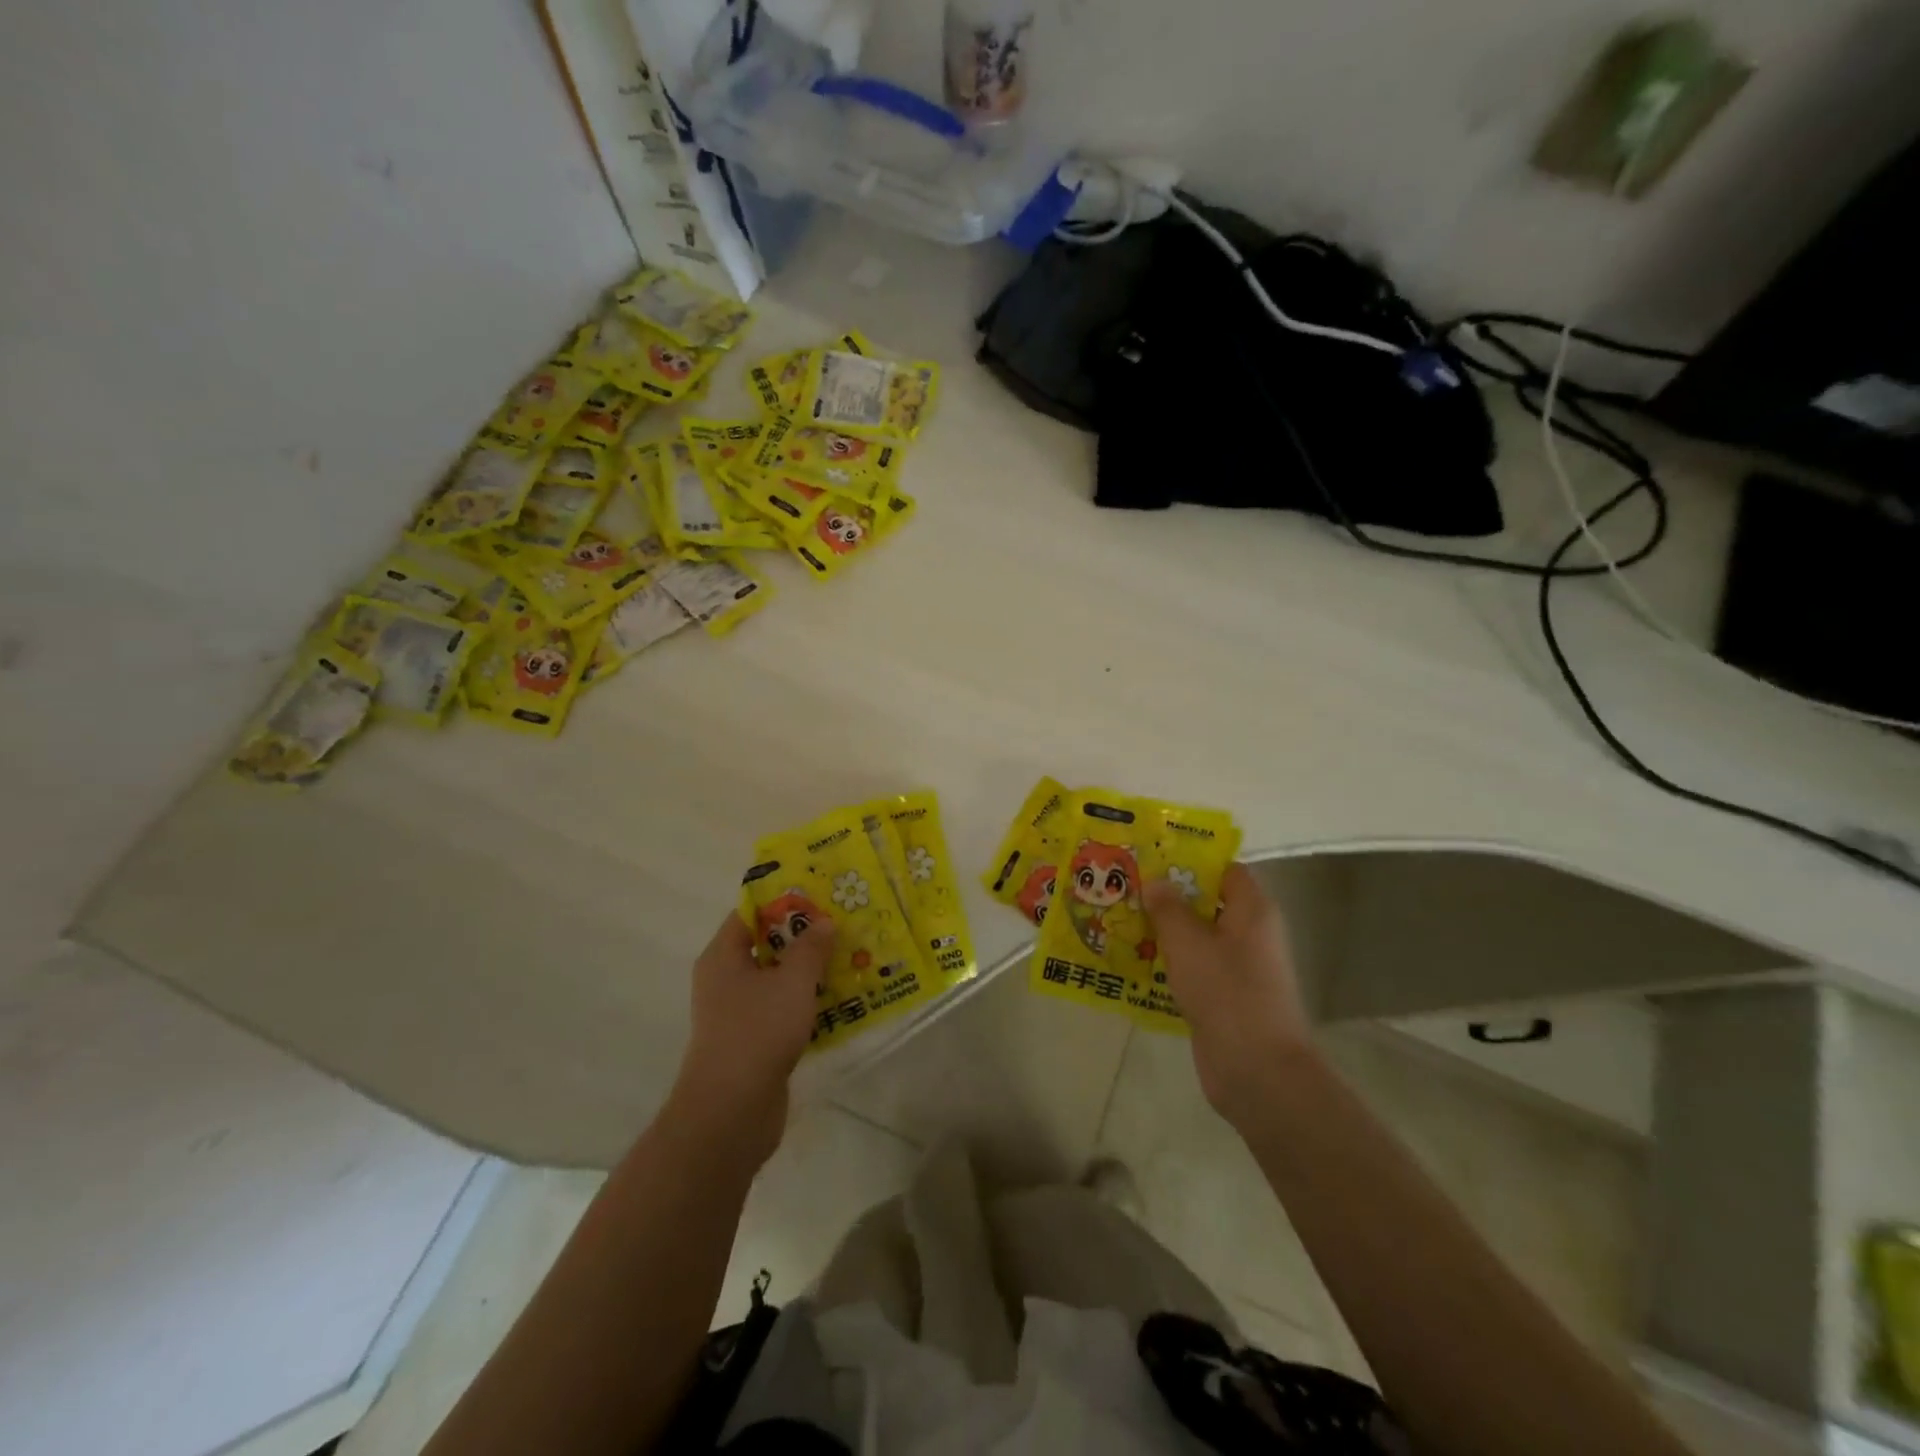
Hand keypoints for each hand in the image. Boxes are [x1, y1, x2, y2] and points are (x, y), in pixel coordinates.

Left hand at [669, 910, 835, 1167]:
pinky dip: (807, 1002)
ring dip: (810, 970)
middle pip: (767, 945)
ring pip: (778, 979)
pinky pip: (783, 1009)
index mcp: (723, 956)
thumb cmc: (757, 1032)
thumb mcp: (792, 981)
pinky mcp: (754, 1040)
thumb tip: (823, 921)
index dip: (784, 901)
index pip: (750, 913)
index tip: (820, 894)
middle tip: (843, 923)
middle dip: (805, 935)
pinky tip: (842, 999)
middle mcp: (725, 979)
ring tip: (851, 957)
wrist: (731, 1112)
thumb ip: (810, 947)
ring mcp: (738, 1012)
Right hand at [1143, 863, 1315, 1128]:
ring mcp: (1238, 969)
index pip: (1225, 870)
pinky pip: (1193, 969)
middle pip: (1207, 903)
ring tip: (1120, 919)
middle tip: (1126, 886)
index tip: (1152, 856)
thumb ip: (1168, 908)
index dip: (1191, 860)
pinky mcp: (1224, 998)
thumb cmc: (1227, 993)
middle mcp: (1249, 934)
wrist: (1257, 1072)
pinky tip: (1133, 961)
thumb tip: (1155, 881)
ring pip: (1197, 938)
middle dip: (1169, 895)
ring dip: (1164, 931)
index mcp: (1252, 911)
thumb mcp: (1188, 943)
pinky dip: (1168, 963)